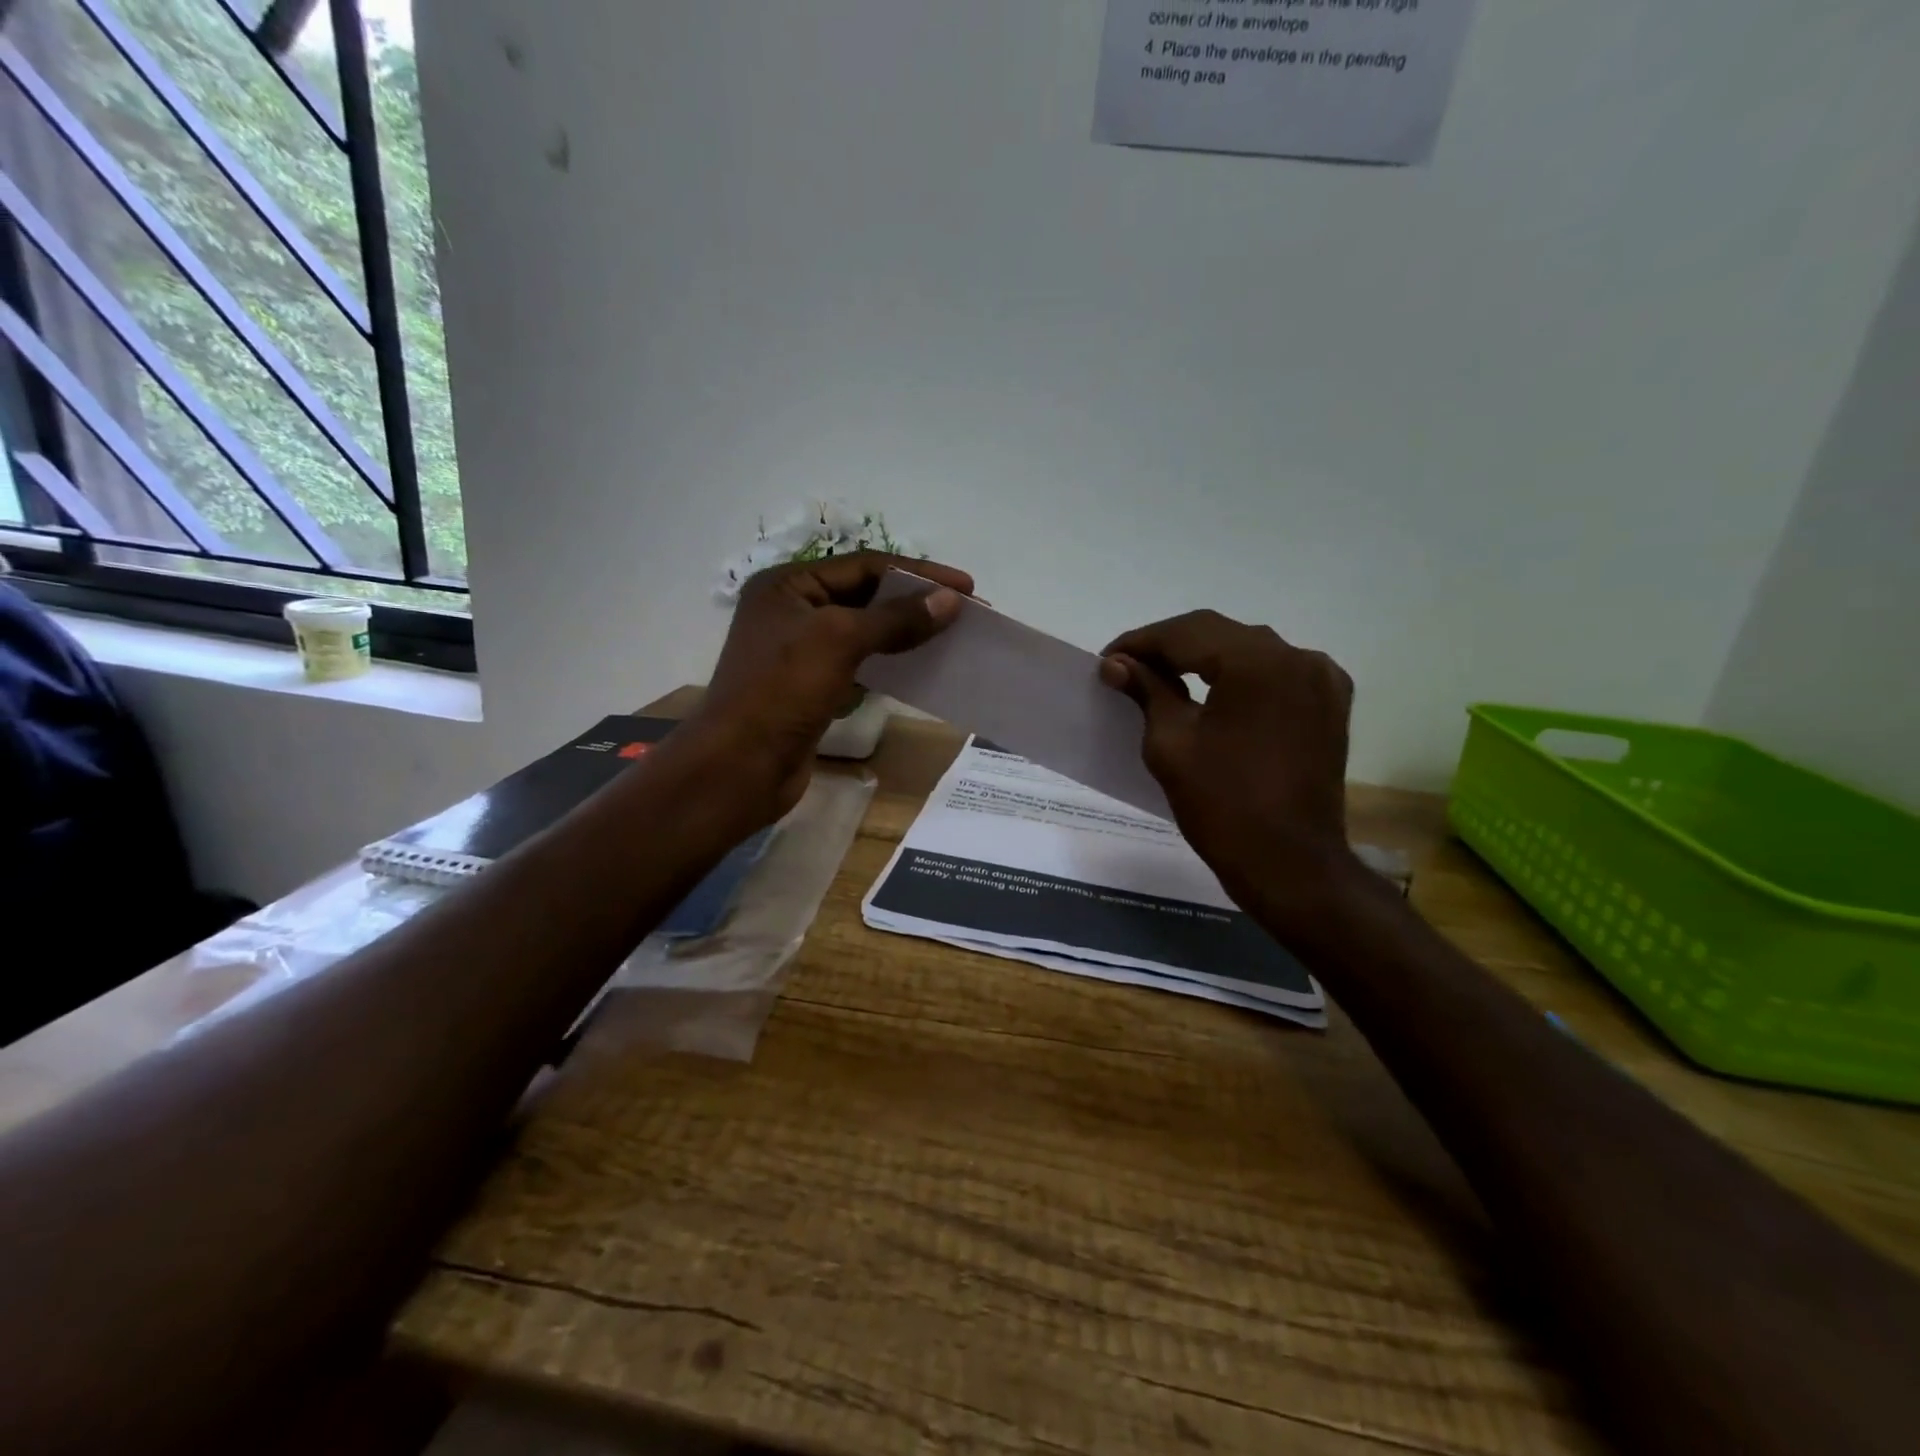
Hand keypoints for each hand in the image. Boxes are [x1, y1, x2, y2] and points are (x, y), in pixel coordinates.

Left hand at [688, 552, 971, 822]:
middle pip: (866, 596)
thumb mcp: (840, 641)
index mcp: (788, 585)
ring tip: (950, 637)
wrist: (740, 768)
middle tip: (967, 612)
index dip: (919, 573)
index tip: (968, 587)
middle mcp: (792, 611)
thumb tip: (951, 601)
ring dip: (906, 632)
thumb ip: (896, 618)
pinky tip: (920, 667)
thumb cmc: (782, 692)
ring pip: (865, 632)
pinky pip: (859, 664)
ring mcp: (800, 652)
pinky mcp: (811, 688)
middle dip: (916, 602)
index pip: (865, 566)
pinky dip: (890, 663)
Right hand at [1100, 610, 1362, 936]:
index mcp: (1257, 663)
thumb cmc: (1222, 806)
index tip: (1107, 660)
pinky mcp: (1330, 705)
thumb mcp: (1171, 743)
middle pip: (1219, 635)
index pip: (1186, 633)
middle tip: (1127, 667)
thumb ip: (1146, 691)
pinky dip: (1240, 675)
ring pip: (1249, 650)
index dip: (1141, 642)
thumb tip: (1117, 663)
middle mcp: (1297, 657)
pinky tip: (1215, 690)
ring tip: (1163, 677)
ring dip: (1205, 658)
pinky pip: (1277, 673)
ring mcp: (1322, 679)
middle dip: (1170, 648)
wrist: (1290, 864)